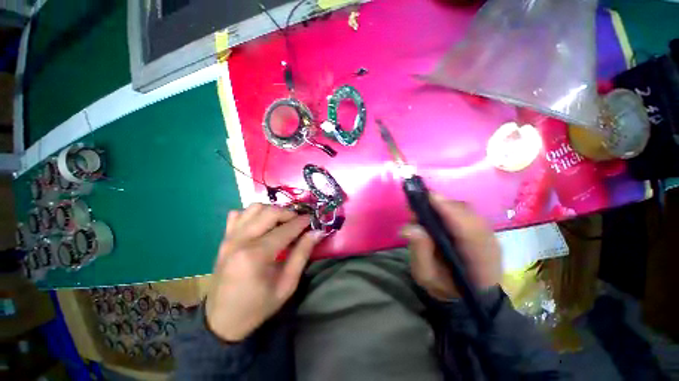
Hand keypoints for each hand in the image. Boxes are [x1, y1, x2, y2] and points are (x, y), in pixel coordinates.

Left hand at [206, 204, 322, 341]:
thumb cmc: (258, 306)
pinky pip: (239, 215)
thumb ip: (302, 254)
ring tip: (282, 223)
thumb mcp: (287, 284)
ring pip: (254, 208)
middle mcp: (240, 240)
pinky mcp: (224, 239)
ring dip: (272, 211)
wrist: (222, 320)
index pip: (286, 229)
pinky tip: (261, 225)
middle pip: (270, 212)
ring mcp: (229, 238)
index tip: (313, 219)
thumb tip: (317, 232)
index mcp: (256, 255)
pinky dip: (253, 214)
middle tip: (299, 222)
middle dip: (289, 213)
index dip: (302, 222)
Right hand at [401, 195, 501, 300]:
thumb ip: (420, 252)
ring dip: (443, 205)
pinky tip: (435, 211)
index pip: (468, 228)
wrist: (468, 296)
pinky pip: (464, 212)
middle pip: (466, 213)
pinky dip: (448, 208)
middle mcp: (488, 242)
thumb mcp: (426, 276)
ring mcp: (488, 234)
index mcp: (479, 260)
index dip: (448, 210)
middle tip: (418, 204)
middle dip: (441, 204)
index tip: (428, 197)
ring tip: (424, 207)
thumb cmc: (445, 288)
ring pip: (465, 210)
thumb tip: (409, 227)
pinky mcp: (481, 229)